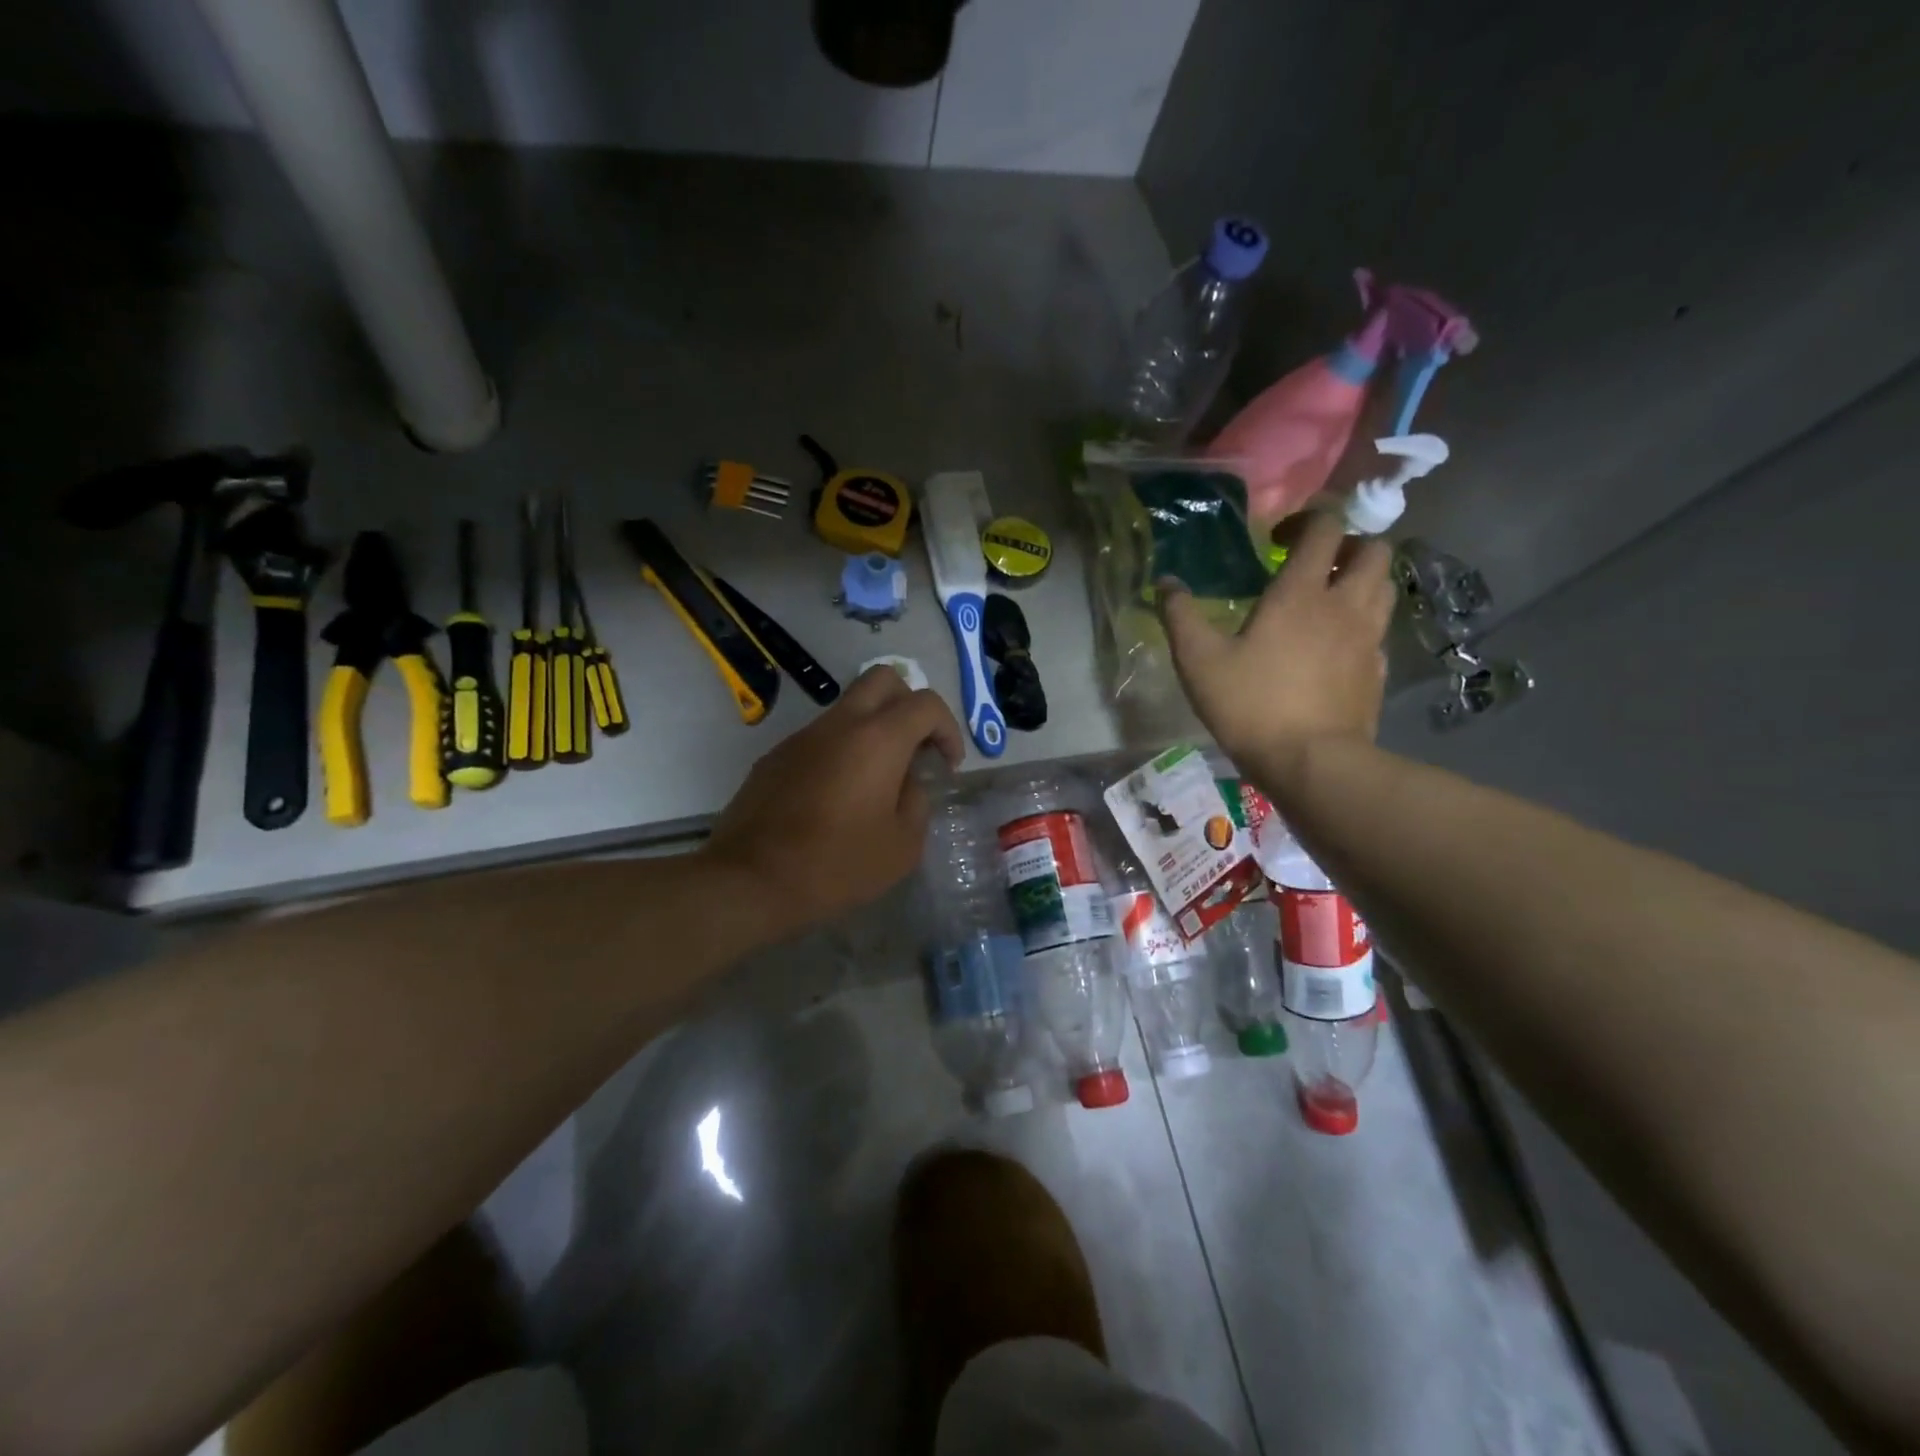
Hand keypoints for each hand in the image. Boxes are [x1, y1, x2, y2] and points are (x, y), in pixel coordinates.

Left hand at [703, 667, 965, 940]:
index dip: (948, 729)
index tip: (947, 766)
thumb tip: (908, 783)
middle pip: (883, 679)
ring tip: (878, 781)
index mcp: (878, 739)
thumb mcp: (902, 846)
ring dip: (873, 730)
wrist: (750, 880)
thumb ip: (917, 803)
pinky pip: (820, 738)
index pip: (926, 704)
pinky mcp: (776, 756)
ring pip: (848, 708)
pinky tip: (837, 798)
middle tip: (915, 749)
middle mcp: (840, 724)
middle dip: (909, 705)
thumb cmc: (836, 865)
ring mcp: (802, 737)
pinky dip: (841, 751)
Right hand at [1160, 513, 1395, 787]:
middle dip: (1348, 545)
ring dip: (1362, 580)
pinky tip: (1338, 645)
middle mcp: (1345, 605)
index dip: (1308, 518)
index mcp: (1301, 592)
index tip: (1279, 537)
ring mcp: (1369, 638)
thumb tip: (1165, 583)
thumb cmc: (1251, 704)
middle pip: (1373, 549)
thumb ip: (1180, 616)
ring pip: (1385, 586)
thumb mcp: (1198, 660)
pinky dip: (1364, 623)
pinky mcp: (1379, 670)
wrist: (1311, 762)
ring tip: (1329, 598)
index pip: (1326, 527)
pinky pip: (1381, 630)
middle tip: (1315, 564)